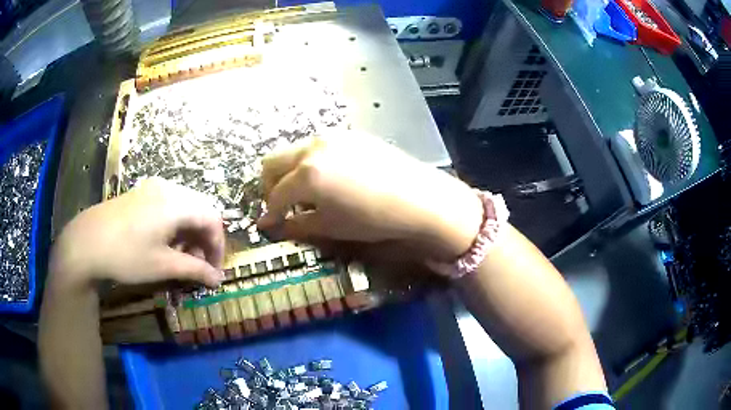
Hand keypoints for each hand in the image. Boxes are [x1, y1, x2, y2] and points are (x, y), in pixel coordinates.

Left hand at [51, 178, 224, 288]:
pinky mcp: (141, 193)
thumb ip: (194, 270)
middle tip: (198, 263)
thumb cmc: (127, 255)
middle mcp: (168, 188)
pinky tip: (164, 241)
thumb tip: (218, 279)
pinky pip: (169, 205)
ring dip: (190, 231)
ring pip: (185, 207)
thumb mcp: (163, 266)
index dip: (218, 246)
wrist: (87, 241)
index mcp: (177, 203)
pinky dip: (175, 224)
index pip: (212, 219)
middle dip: (204, 238)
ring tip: (181, 255)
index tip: (213, 270)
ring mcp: (153, 188)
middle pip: (200, 210)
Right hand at [257, 132, 483, 260]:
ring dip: (289, 170)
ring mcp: (332, 137)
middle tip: (280, 204)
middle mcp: (313, 148)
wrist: (418, 198)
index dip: (269, 212)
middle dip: (270, 184)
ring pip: (294, 150)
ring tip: (303, 190)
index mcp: (306, 174)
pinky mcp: (350, 135)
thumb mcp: (330, 227)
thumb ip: (296, 225)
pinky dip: (310, 161)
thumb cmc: (372, 218)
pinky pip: (317, 146)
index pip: (275, 194)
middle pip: (273, 162)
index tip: (268, 223)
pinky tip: (327, 177)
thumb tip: (271, 226)